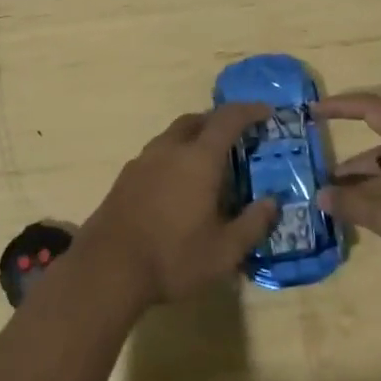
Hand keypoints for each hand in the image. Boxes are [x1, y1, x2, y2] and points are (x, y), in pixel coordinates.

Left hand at [82, 103, 278, 309]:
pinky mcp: (125, 177)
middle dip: (218, 122)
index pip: (228, 120)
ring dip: (193, 139)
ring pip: (173, 135)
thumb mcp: (224, 252)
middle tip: (236, 138)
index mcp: (198, 159)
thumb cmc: (173, 257)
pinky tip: (177, 185)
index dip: (249, 111)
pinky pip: (157, 154)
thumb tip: (273, 202)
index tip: (266, 112)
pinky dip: (174, 157)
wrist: (107, 269)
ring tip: (207, 164)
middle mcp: (169, 149)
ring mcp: (143, 161)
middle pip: (196, 121)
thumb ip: (252, 224)